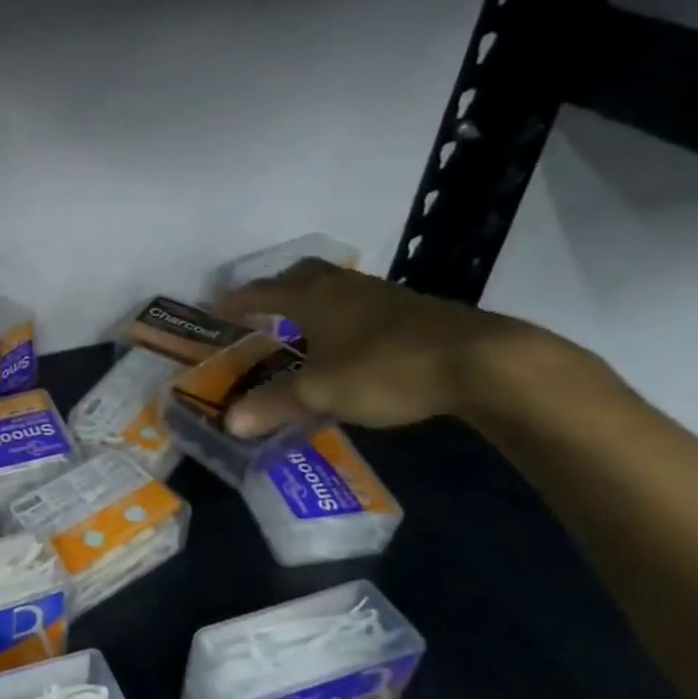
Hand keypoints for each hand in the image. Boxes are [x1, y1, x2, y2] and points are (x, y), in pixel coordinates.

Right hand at [215, 259, 548, 435]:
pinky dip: (343, 316)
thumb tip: (229, 423)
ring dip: (313, 302)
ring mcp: (382, 295)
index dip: (237, 300)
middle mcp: (343, 287)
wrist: (481, 361)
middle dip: (277, 288)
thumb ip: (274, 405)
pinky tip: (349, 343)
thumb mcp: (321, 392)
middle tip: (261, 309)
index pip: (262, 291)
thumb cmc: (385, 368)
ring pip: (335, 288)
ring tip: (302, 328)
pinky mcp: (414, 311)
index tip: (216, 307)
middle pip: (301, 275)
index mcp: (312, 297)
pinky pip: (362, 304)